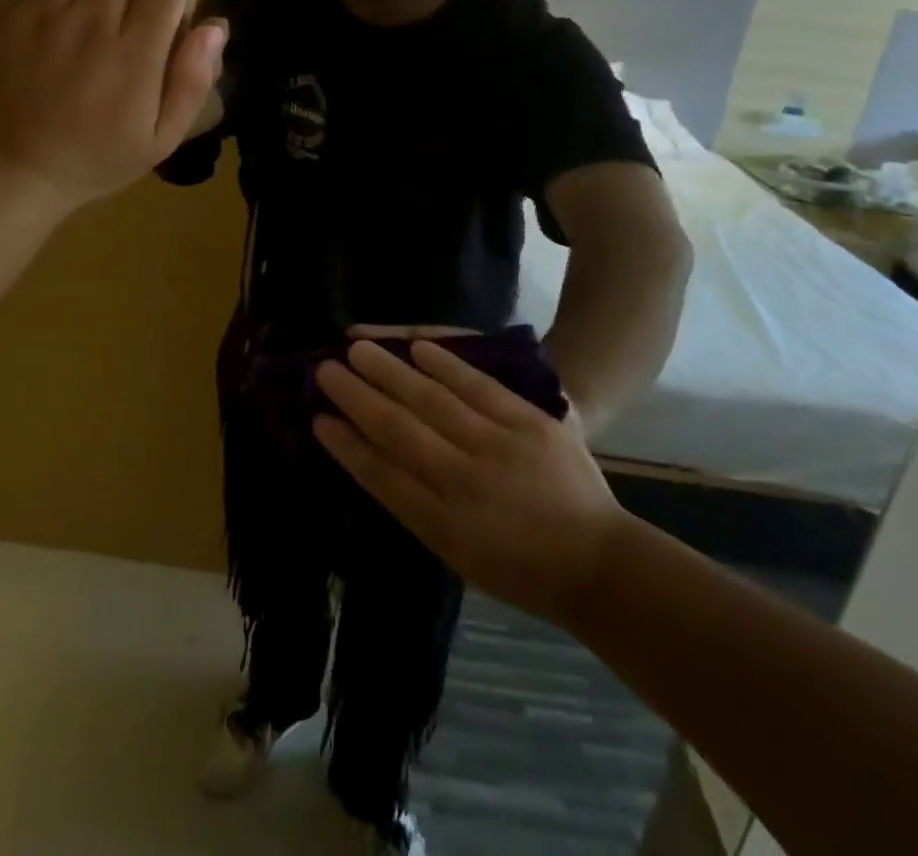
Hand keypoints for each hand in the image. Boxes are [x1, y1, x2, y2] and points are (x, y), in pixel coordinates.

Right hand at [313, 339, 629, 631]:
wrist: (599, 562)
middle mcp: (463, 484)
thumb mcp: (458, 555)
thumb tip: (374, 459)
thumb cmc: (520, 570)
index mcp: (441, 526)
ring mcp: (498, 449)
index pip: (380, 476)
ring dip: (390, 372)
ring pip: (431, 401)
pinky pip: (478, 387)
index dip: (346, 446)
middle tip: (324, 370)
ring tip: (357, 348)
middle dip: (356, 398)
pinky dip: (445, 364)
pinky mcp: (529, 424)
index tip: (318, 419)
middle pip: (398, 430)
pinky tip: (416, 347)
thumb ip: (417, 507)